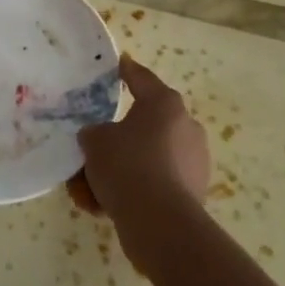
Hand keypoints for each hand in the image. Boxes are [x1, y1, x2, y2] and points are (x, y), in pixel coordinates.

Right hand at [68, 55, 210, 224]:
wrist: (160, 222)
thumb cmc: (127, 166)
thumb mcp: (95, 141)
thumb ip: (93, 133)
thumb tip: (99, 138)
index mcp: (164, 104)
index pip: (141, 79)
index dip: (126, 70)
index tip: (119, 63)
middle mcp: (185, 126)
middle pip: (144, 125)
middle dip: (115, 139)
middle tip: (90, 151)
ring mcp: (194, 160)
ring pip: (147, 158)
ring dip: (120, 169)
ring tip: (89, 190)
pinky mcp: (195, 191)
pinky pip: (156, 183)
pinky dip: (134, 190)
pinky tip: (105, 206)